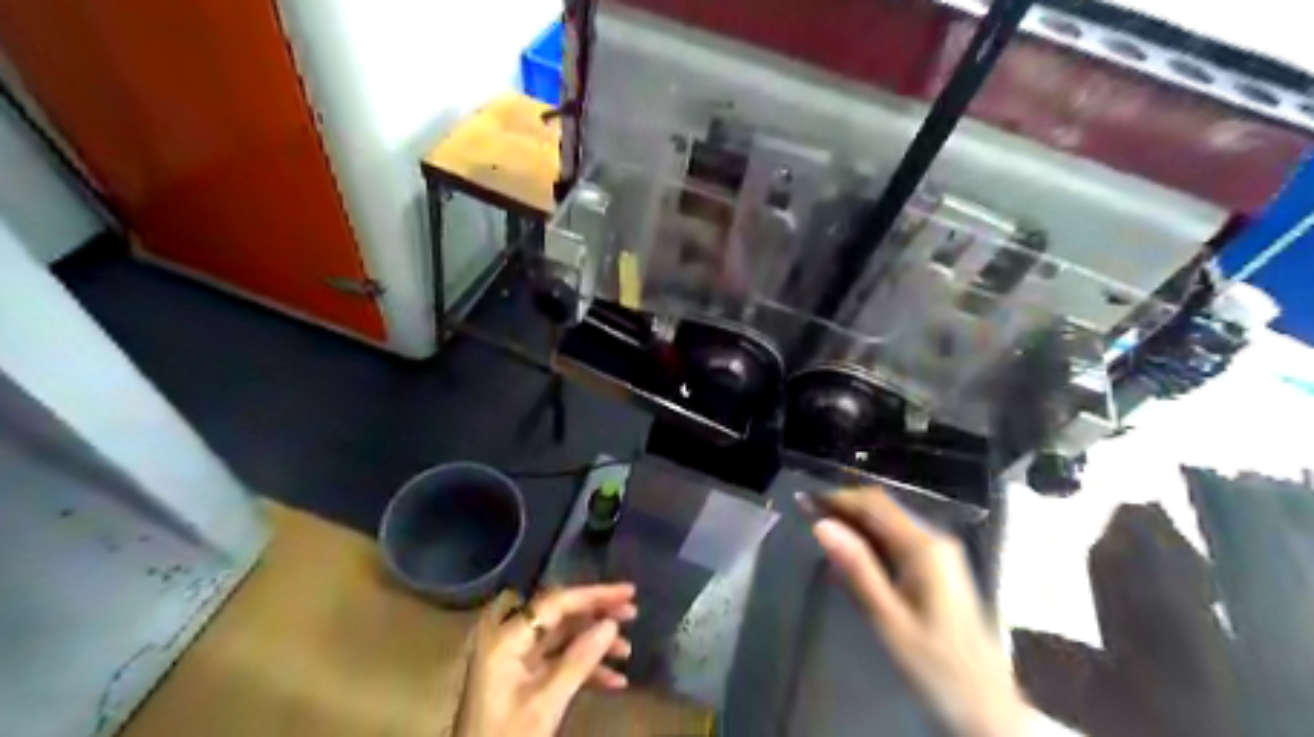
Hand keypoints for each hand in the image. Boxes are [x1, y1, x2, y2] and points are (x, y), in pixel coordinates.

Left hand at [457, 584, 638, 736]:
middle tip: (632, 613)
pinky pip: (558, 662)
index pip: (556, 603)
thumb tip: (611, 623)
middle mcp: (509, 640)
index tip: (628, 592)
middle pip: (560, 616)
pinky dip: (584, 669)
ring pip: (563, 639)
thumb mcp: (546, 703)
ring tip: (627, 651)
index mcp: (506, 638)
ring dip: (595, 645)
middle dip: (597, 617)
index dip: (594, 595)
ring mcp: (515, 660)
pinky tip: (614, 681)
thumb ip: (579, 660)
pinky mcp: (522, 680)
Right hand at [807, 490, 1032, 735]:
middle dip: (845, 507)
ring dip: (856, 522)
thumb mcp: (888, 619)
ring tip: (822, 532)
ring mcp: (940, 554)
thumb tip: (822, 525)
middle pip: (883, 508)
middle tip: (808, 515)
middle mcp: (934, 541)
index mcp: (924, 548)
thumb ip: (856, 568)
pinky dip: (871, 540)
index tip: (805, 502)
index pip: (874, 504)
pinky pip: (898, 541)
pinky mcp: (939, 569)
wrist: (987, 706)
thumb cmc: (934, 665)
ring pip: (889, 523)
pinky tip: (851, 555)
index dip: (838, 498)